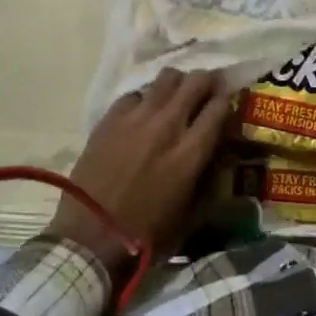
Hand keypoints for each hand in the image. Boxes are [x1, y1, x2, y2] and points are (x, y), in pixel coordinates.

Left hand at [46, 67, 229, 277]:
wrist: (88, 238)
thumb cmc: (144, 235)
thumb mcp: (189, 215)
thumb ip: (209, 180)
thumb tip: (220, 156)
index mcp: (190, 152)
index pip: (220, 106)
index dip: (227, 100)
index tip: (227, 104)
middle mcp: (168, 125)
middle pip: (197, 81)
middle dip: (207, 82)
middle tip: (207, 91)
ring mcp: (137, 117)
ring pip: (168, 77)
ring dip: (178, 83)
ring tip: (176, 96)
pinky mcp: (111, 117)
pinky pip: (136, 93)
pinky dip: (145, 99)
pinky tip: (142, 114)